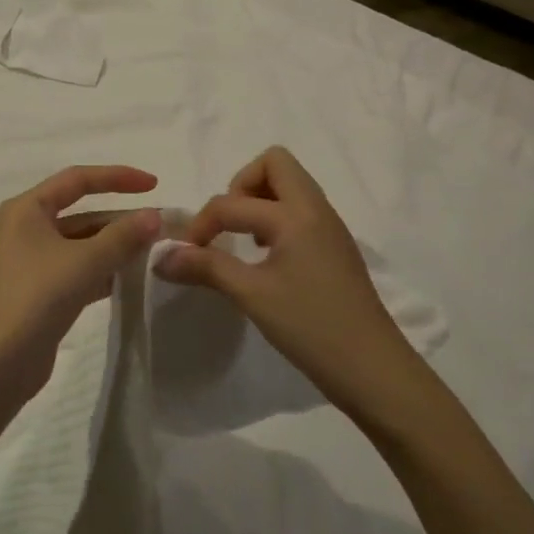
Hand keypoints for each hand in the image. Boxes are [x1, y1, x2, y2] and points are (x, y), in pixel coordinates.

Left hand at [0, 165, 162, 398]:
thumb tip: (154, 216)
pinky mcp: (40, 291)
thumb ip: (122, 237)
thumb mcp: (84, 262)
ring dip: (115, 245)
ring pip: (82, 243)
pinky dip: (104, 269)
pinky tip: (132, 278)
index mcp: (27, 209)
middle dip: (121, 218)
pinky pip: (79, 268)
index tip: (154, 184)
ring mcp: (32, 261)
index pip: (77, 179)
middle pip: (81, 212)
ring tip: (155, 251)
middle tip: (161, 226)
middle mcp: (26, 228)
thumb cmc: (36, 298)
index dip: (117, 177)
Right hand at [156, 146, 417, 416]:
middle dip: (240, 186)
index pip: (233, 202)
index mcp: (297, 215)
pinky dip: (275, 219)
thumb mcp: (252, 295)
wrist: (374, 370)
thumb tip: (159, 256)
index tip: (187, 254)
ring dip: (258, 201)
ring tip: (244, 241)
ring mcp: (329, 226)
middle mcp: (316, 209)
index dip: (202, 224)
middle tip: (227, 225)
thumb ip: (205, 268)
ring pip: (289, 185)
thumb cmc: (311, 327)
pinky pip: (299, 210)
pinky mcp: (334, 246)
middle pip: (274, 164)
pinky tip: (266, 257)